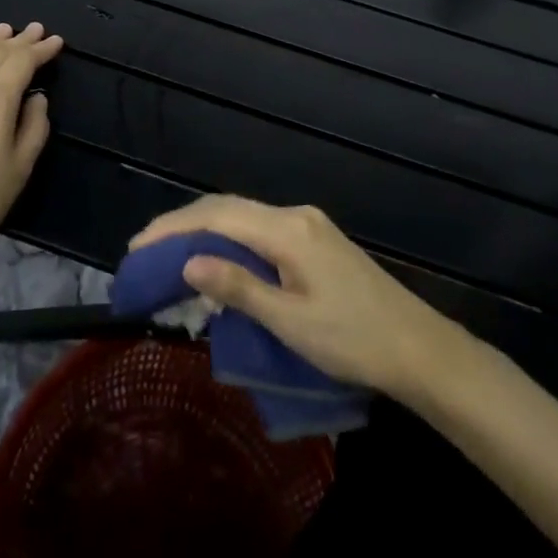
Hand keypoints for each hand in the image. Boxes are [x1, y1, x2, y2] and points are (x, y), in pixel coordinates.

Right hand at [130, 195, 467, 397]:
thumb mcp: (291, 322)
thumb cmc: (354, 341)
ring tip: (170, 254)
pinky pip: (259, 228)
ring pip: (243, 216)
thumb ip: (238, 287)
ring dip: (205, 230)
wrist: (419, 348)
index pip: (218, 217)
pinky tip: (217, 260)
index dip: (174, 228)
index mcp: (287, 230)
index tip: (138, 247)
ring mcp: (307, 224)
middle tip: (145, 250)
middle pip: (227, 208)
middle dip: (183, 225)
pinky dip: (229, 239)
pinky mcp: (315, 239)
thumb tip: (188, 263)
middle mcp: (294, 215)